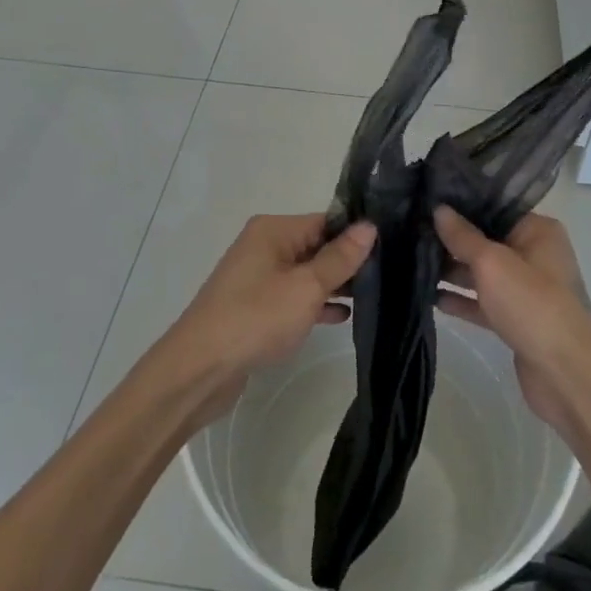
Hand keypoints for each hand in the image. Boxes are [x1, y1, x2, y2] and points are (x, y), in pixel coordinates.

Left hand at [166, 215, 374, 424]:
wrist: (199, 369)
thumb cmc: (256, 318)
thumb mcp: (305, 287)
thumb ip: (339, 258)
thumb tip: (369, 226)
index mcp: (274, 230)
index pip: (325, 221)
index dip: (356, 234)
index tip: (390, 247)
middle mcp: (264, 246)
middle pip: (316, 245)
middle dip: (347, 261)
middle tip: (389, 273)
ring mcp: (258, 278)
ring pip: (306, 273)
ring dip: (333, 284)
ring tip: (374, 294)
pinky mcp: (255, 307)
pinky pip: (293, 297)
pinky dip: (315, 304)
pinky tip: (342, 316)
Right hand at [434, 207, 590, 429]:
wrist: (564, 375)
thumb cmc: (532, 304)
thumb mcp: (492, 263)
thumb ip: (462, 236)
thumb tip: (439, 209)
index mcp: (538, 231)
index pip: (495, 209)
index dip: (462, 206)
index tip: (426, 201)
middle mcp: (535, 255)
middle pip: (487, 241)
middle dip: (452, 240)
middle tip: (411, 231)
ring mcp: (526, 290)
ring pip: (483, 273)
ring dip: (453, 271)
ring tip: (412, 261)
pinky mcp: (516, 319)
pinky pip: (483, 302)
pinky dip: (461, 300)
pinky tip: (430, 297)